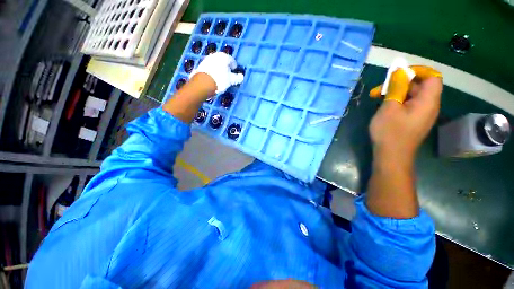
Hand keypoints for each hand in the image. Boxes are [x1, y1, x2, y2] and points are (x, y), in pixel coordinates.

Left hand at [190, 52, 243, 93]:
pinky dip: (213, 71)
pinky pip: (210, 68)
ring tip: (221, 77)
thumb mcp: (231, 80)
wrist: (203, 84)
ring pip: (215, 64)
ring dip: (219, 69)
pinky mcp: (201, 65)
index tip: (234, 70)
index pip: (231, 60)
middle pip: (222, 61)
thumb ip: (237, 78)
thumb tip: (241, 77)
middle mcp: (215, 55)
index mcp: (223, 57)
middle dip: (226, 67)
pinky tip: (214, 78)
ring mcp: (206, 59)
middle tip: (228, 74)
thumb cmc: (220, 80)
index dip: (234, 66)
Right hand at [369, 66, 442, 161]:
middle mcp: (429, 106)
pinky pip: (408, 105)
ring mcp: (421, 114)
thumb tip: (399, 71)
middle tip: (379, 89)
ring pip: (412, 95)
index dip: (417, 71)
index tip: (397, 74)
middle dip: (400, 83)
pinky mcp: (413, 120)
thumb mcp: (390, 107)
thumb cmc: (390, 132)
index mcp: (428, 101)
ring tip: (376, 97)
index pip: (432, 76)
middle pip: (420, 85)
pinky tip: (383, 106)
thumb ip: (396, 88)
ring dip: (395, 92)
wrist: (391, 156)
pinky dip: (397, 101)